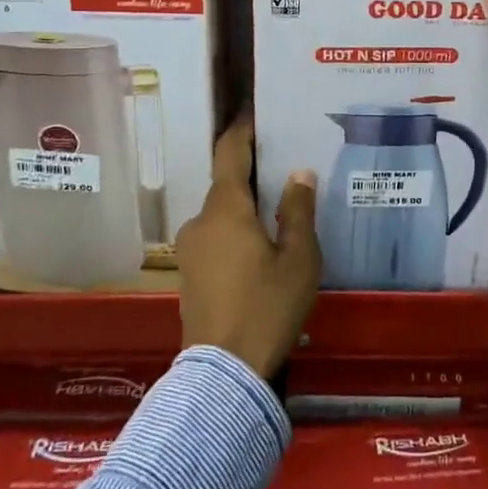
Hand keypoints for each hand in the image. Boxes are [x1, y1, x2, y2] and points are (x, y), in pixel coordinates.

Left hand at [177, 116, 319, 379]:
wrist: (223, 374)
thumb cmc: (267, 307)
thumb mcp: (299, 259)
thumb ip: (298, 211)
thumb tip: (298, 173)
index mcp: (226, 209)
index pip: (229, 152)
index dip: (242, 130)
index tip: (256, 114)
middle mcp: (200, 221)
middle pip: (226, 186)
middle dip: (252, 176)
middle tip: (285, 172)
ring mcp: (189, 250)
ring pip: (221, 216)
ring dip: (244, 211)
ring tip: (277, 217)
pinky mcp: (188, 276)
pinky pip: (214, 239)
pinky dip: (235, 234)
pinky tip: (258, 252)